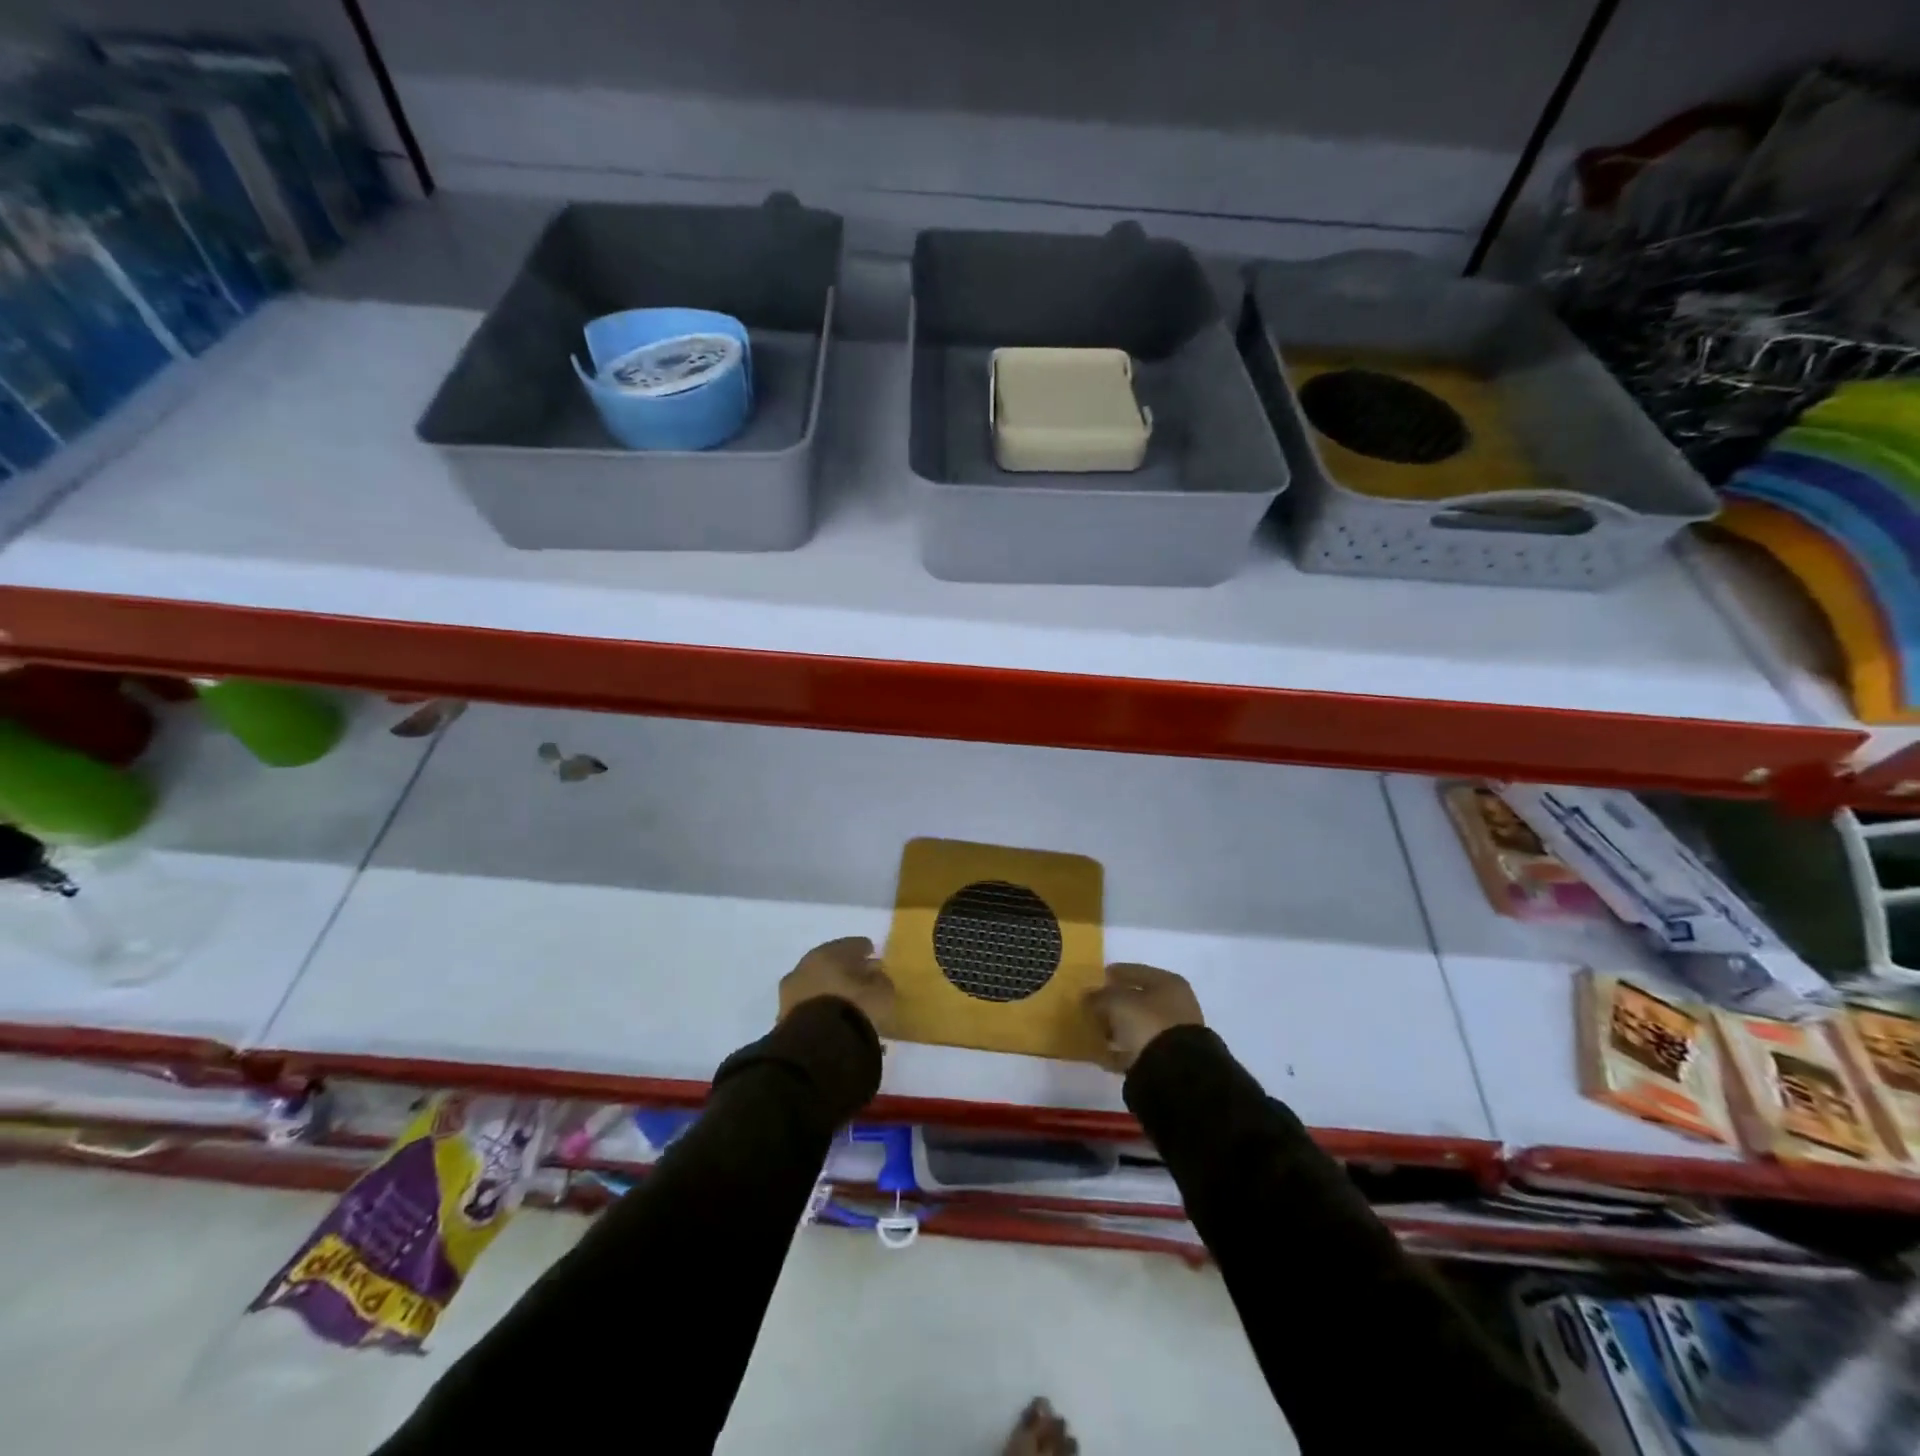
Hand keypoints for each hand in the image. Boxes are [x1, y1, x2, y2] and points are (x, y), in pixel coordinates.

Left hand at [779, 936, 895, 1035]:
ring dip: (828, 988)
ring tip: (843, 1000)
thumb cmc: (854, 1009)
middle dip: (843, 967)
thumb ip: (880, 980)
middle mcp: (806, 965)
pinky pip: (807, 1004)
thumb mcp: (881, 994)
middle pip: (829, 961)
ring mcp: (790, 990)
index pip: (852, 944)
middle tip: (857, 976)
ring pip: (815, 983)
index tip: (872, 954)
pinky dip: (818, 1006)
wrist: (816, 1046)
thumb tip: (875, 976)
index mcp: (829, 952)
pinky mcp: (783, 1015)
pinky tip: (828, 1016)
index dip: (864, 949)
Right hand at [1082, 963, 1203, 1072]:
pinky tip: (1105, 1053)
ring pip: (1139, 1025)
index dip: (1112, 974)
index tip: (1092, 981)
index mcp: (1168, 982)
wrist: (1174, 1072)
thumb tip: (1087, 996)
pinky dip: (1123, 1049)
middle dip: (1114, 1004)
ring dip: (1118, 1028)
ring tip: (1095, 1032)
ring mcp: (1174, 1032)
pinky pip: (1139, 1048)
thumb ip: (1099, 996)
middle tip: (1091, 1008)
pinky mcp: (1168, 1058)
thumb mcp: (1117, 1003)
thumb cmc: (1147, 1023)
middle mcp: (1176, 1004)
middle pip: (1138, 999)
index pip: (1134, 971)